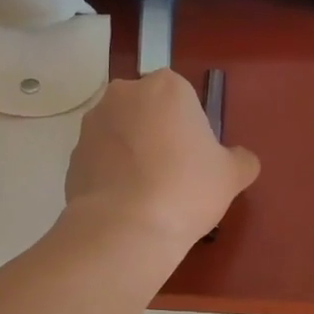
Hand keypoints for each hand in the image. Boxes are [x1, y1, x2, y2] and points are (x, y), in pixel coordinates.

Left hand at [65, 71, 259, 247]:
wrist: (124, 227)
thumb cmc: (186, 189)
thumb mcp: (231, 175)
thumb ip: (241, 159)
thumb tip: (241, 159)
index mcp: (166, 86)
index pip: (182, 97)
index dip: (190, 127)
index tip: (195, 157)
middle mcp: (123, 94)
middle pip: (147, 109)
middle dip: (157, 133)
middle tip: (173, 173)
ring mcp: (92, 124)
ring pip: (120, 133)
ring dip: (131, 152)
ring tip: (146, 192)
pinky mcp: (73, 155)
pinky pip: (100, 159)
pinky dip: (110, 174)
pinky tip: (124, 203)